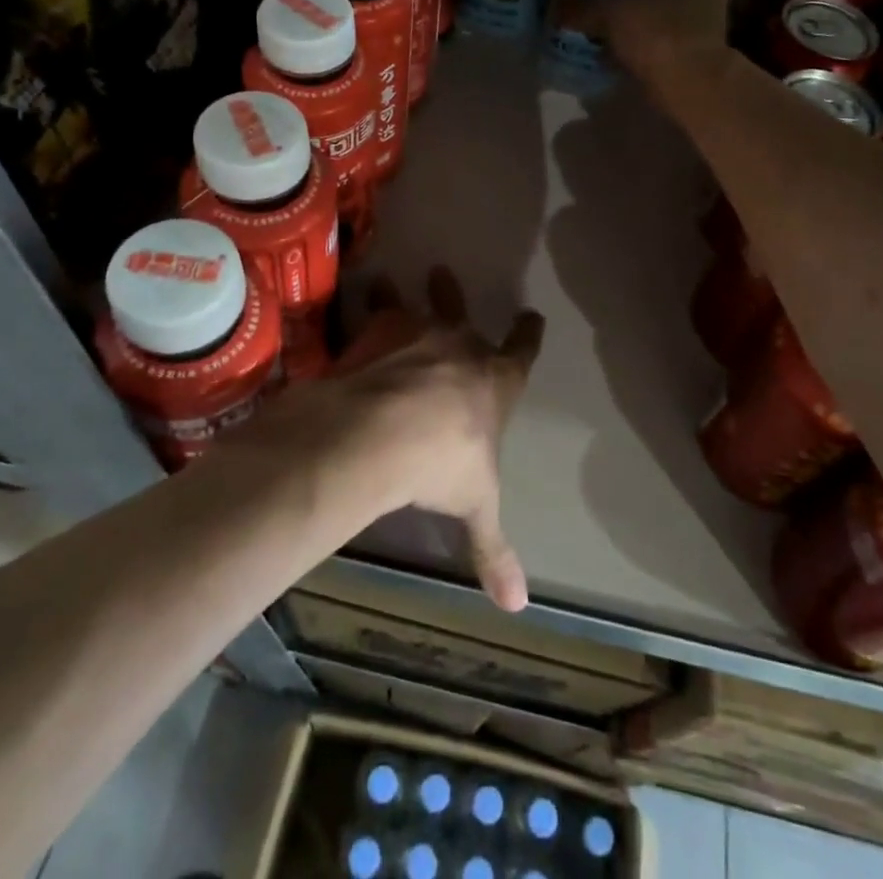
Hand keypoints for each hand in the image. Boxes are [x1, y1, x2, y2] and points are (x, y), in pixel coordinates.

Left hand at [325, 269, 544, 611]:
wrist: (384, 431)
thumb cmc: (443, 464)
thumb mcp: (475, 508)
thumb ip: (493, 550)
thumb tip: (519, 607)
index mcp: (495, 381)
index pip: (522, 350)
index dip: (528, 334)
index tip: (533, 316)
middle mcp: (460, 346)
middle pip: (463, 314)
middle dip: (455, 296)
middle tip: (445, 274)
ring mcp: (418, 332)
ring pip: (416, 303)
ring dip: (405, 293)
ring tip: (388, 279)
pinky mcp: (377, 330)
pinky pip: (370, 312)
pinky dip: (362, 307)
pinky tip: (349, 301)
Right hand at [555, 0, 730, 88]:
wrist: (692, 80)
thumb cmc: (652, 29)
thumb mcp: (604, 13)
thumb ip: (578, 7)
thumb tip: (554, 7)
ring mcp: (714, 12)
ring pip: (675, 4)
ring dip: (652, 13)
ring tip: (619, 25)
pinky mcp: (712, 43)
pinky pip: (679, 32)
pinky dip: (660, 38)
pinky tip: (635, 50)